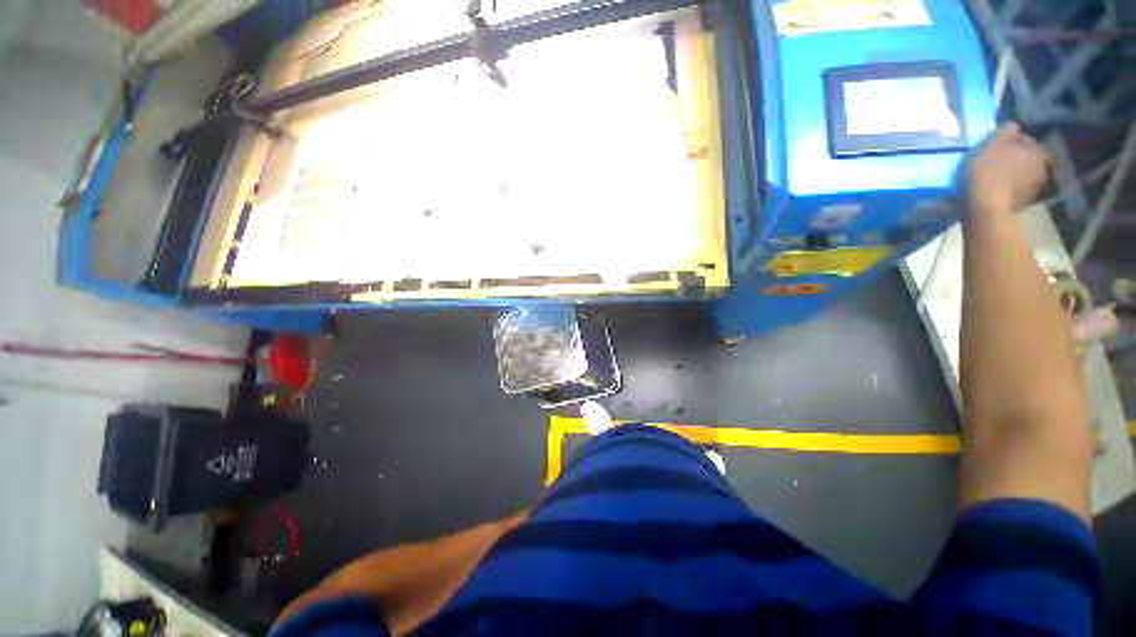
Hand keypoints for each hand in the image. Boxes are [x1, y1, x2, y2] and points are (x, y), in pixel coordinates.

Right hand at [964, 122, 1048, 213]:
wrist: (986, 208)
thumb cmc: (987, 172)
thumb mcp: (992, 144)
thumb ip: (1005, 131)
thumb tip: (1013, 126)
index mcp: (1036, 149)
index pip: (1023, 139)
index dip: (1008, 141)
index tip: (992, 147)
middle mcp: (1042, 166)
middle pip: (1024, 157)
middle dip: (1012, 158)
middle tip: (993, 162)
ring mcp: (1035, 187)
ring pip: (1021, 174)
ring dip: (1010, 174)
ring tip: (993, 178)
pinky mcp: (1024, 203)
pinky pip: (1016, 189)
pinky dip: (1008, 188)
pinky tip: (995, 191)